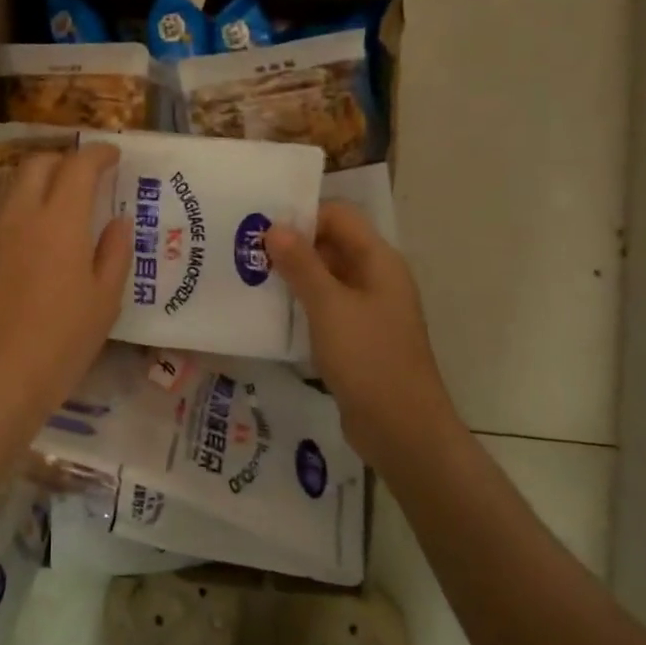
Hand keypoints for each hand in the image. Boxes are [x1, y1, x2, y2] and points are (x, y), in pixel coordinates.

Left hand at [0, 143, 131, 429]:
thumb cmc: (59, 343)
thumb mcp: (103, 303)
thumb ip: (114, 254)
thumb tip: (117, 222)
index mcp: (58, 221)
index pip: (78, 166)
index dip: (98, 153)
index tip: (113, 155)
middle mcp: (19, 217)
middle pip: (37, 164)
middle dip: (63, 159)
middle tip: (84, 175)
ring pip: (12, 189)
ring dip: (37, 184)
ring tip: (57, 205)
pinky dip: (20, 216)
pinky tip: (31, 246)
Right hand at [267, 203, 454, 451]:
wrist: (402, 429)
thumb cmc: (368, 359)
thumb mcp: (329, 306)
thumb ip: (301, 264)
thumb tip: (274, 226)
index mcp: (378, 261)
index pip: (339, 216)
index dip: (302, 214)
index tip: (260, 225)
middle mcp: (375, 277)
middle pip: (331, 243)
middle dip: (290, 244)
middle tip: (244, 249)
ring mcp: (367, 309)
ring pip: (324, 276)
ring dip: (291, 274)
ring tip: (247, 275)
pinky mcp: (355, 336)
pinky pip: (324, 306)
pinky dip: (299, 302)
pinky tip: (267, 310)